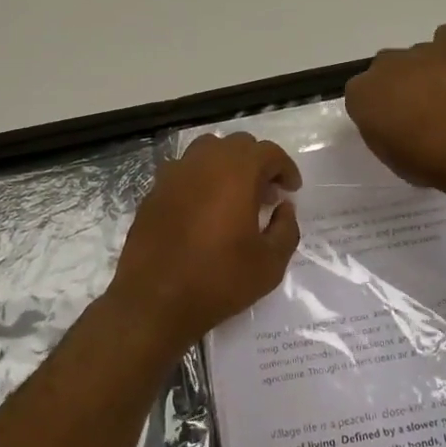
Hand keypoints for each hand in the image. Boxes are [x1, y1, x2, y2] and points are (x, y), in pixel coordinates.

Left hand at [109, 133, 301, 352]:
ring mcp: (174, 174)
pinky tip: (204, 209)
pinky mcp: (154, 191)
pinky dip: (200, 179)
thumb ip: (286, 228)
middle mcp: (204, 162)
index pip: (268, 152)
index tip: (291, 191)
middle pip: (238, 145)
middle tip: (266, 195)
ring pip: (207, 151)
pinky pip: (184, 171)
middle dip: (257, 164)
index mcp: (236, 172)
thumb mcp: (270, 263)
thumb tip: (284, 208)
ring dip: (227, 165)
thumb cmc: (218, 280)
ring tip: (234, 196)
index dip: (285, 168)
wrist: (153, 301)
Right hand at [345, 25, 445, 185]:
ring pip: (418, 55)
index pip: (361, 95)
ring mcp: (420, 50)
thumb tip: (394, 123)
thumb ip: (384, 131)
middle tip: (423, 110)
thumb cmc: (427, 160)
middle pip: (387, 68)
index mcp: (362, 94)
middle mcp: (385, 65)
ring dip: (429, 71)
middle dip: (401, 84)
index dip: (379, 109)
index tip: (394, 125)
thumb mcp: (391, 156)